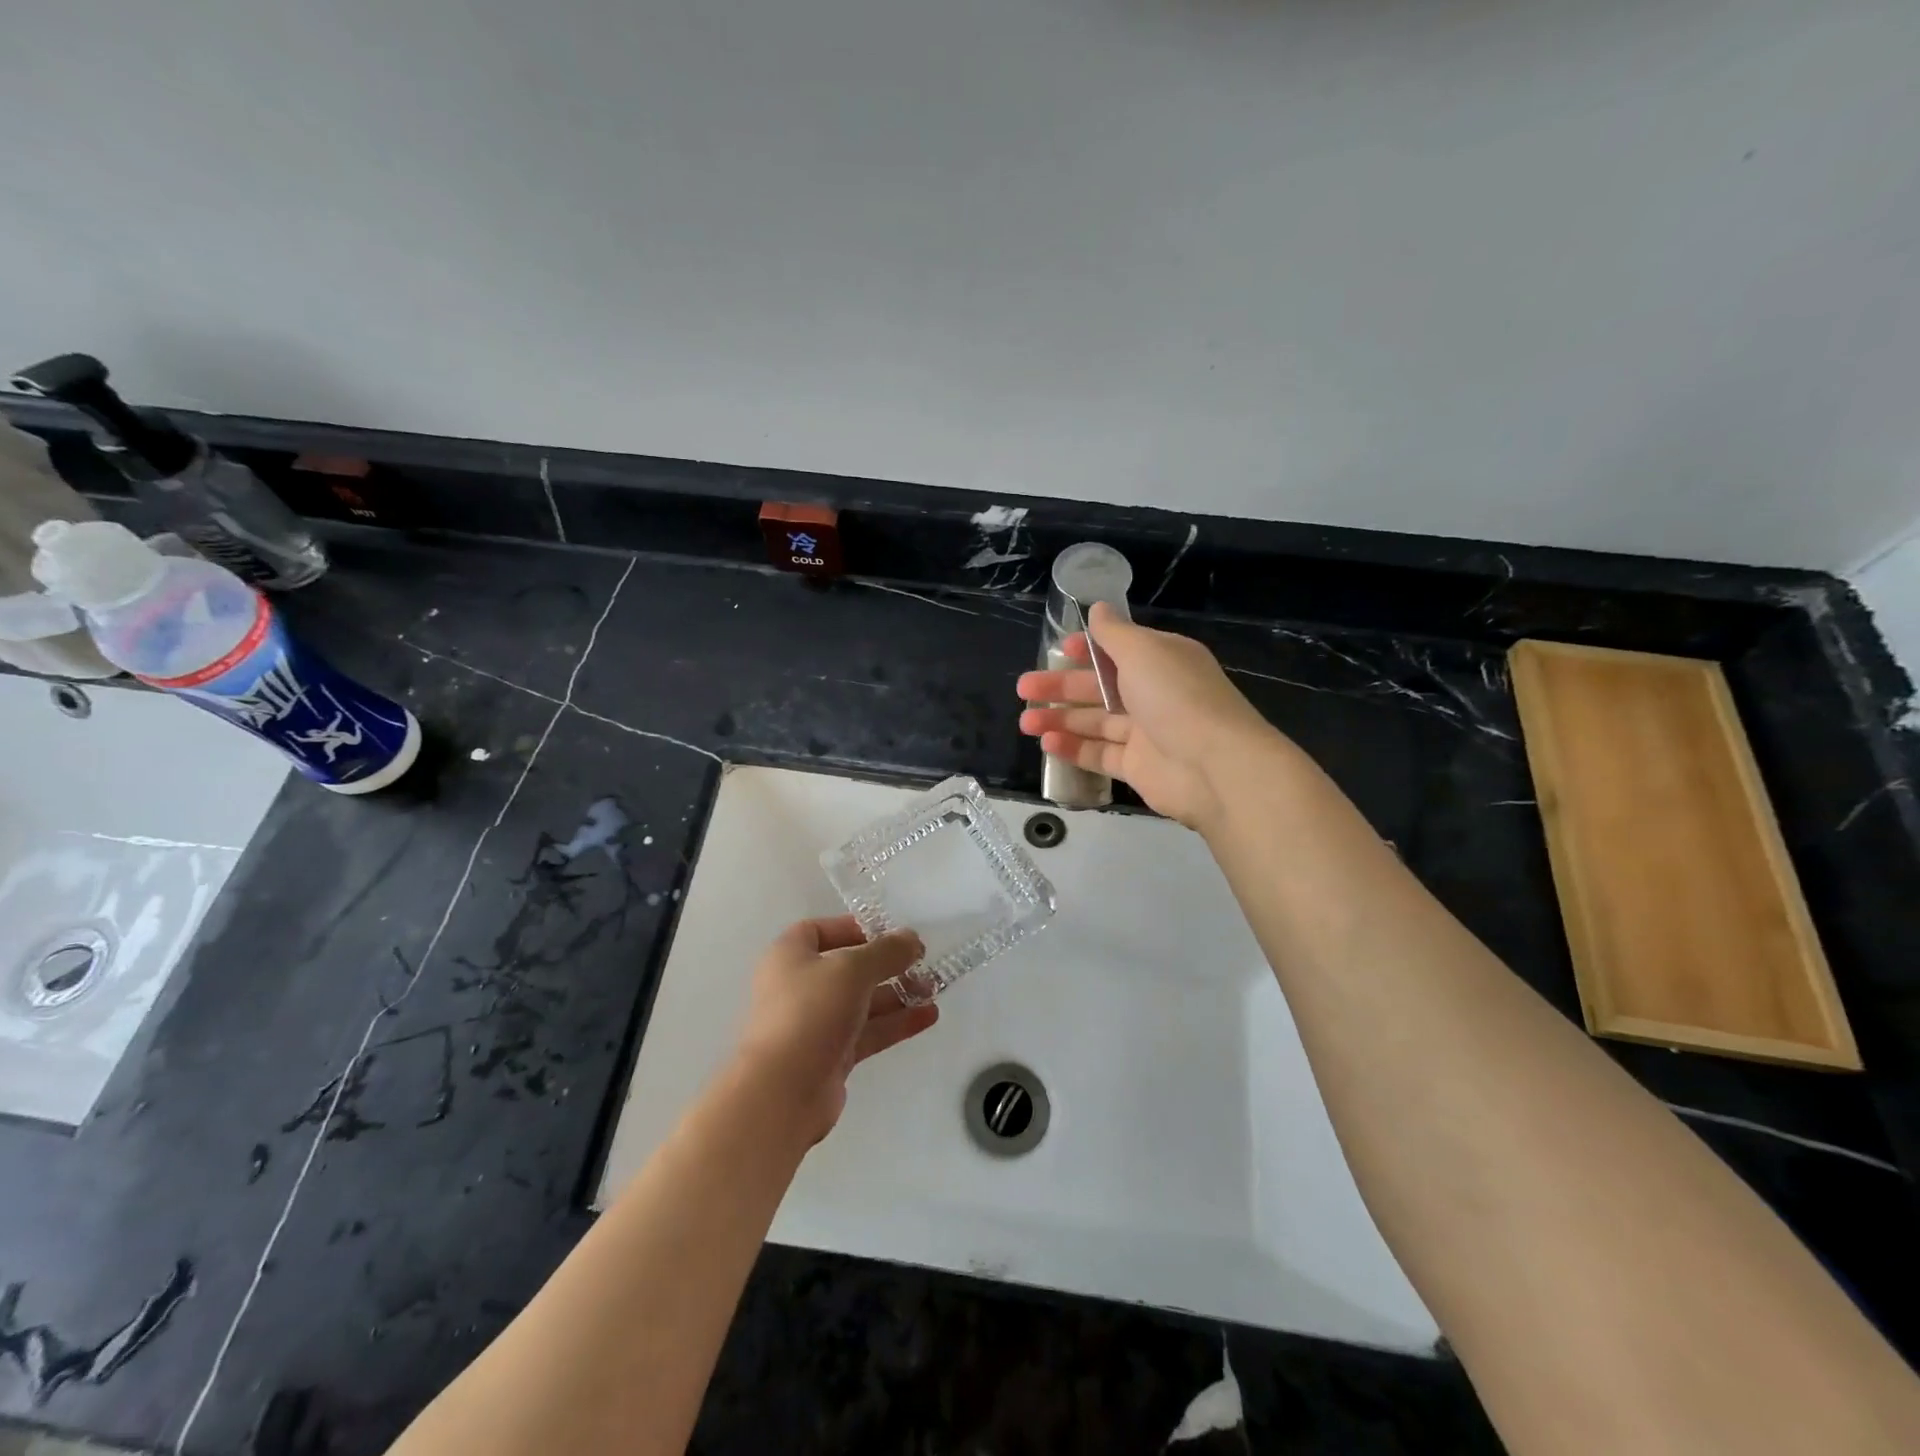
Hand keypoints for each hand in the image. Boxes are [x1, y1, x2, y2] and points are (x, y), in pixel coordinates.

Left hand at [733, 916, 937, 1143]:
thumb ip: (886, 951)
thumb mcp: (852, 969)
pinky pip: (867, 1031)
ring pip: (862, 1001)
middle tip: (923, 964)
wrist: (783, 1092)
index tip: (889, 934)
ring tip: (933, 990)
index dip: (854, 928)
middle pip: (848, 967)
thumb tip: (911, 939)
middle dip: (886, 965)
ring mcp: (815, 1023)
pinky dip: (895, 1022)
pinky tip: (928, 1016)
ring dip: (897, 994)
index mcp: (790, 956)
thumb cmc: (811, 1012)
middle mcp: (799, 986)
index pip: (820, 930)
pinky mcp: (831, 1056)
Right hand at [1017, 602, 1279, 829]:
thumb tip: (1097, 607)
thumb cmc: (1176, 697)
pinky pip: (1100, 755)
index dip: (1087, 649)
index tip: (1057, 650)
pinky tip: (1047, 744)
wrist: (1214, 766)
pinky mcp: (1138, 767)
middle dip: (1060, 686)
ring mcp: (1146, 733)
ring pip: (1095, 722)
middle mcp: (1154, 694)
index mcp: (1161, 661)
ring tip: (1026, 722)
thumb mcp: (1143, 651)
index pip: (1118, 650)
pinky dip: (1074, 749)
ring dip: (1060, 719)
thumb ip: (1114, 632)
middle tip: (1024, 688)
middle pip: (1099, 687)